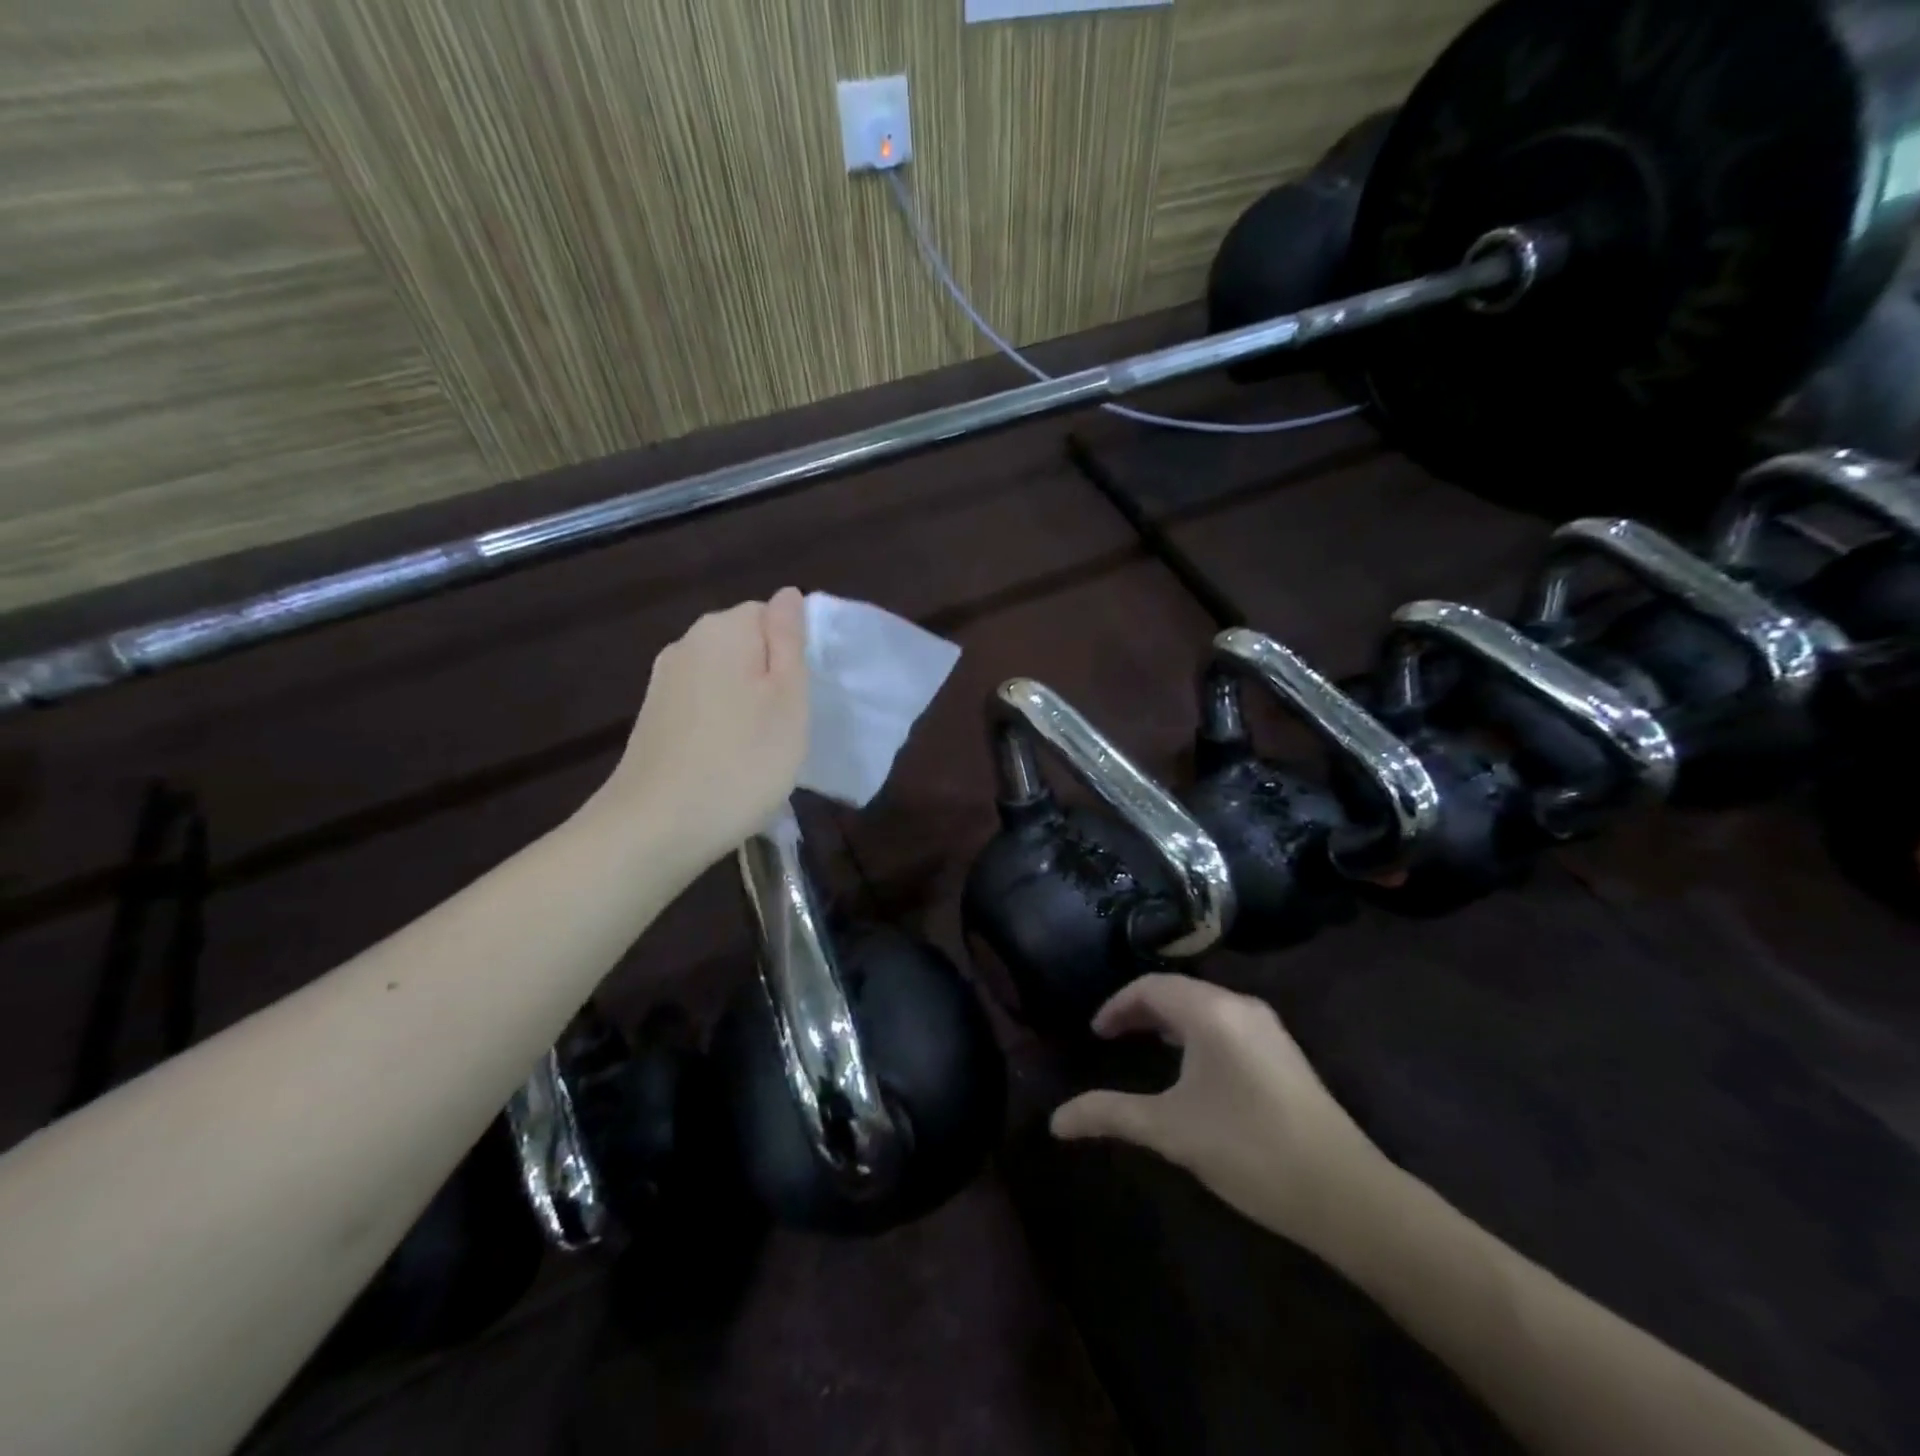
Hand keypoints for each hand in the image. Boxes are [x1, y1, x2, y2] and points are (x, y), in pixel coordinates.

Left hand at [591, 590, 809, 869]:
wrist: (657, 826)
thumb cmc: (742, 760)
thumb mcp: (789, 698)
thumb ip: (789, 639)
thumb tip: (788, 594)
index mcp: (724, 629)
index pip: (771, 614)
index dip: (794, 653)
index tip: (802, 697)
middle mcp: (687, 643)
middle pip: (745, 644)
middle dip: (769, 677)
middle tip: (787, 727)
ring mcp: (664, 681)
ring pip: (724, 676)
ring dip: (746, 702)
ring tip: (758, 749)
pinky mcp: (653, 717)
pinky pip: (702, 704)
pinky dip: (720, 724)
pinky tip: (726, 759)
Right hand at [1051, 975, 1395, 1257]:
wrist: (1346, 1194)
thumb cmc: (1248, 1150)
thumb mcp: (1171, 1131)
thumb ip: (1110, 1115)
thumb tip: (1055, 1120)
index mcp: (1210, 1012)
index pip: (1151, 987)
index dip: (1117, 1005)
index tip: (1094, 1034)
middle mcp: (1240, 1006)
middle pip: (1177, 991)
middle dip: (1140, 1010)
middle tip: (1111, 1037)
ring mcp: (1268, 1028)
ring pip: (1205, 1005)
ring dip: (1169, 1019)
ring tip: (1143, 1045)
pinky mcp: (1284, 1052)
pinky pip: (1226, 1023)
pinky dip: (1196, 1031)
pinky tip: (1192, 1066)